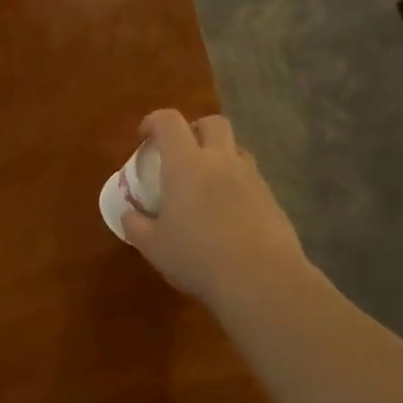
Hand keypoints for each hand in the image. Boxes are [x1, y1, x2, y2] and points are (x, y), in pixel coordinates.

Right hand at [122, 109, 308, 308]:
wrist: (261, 280)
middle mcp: (221, 161)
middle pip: (212, 124)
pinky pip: (250, 179)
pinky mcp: (272, 199)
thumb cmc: (197, 258)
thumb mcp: (153, 247)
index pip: (169, 122)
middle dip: (194, 129)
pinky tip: (226, 212)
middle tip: (180, 152)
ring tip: (204, 183)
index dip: (153, 122)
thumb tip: (130, 215)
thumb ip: (136, 226)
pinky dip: (235, 184)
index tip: (143, 136)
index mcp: (186, 165)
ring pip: (236, 149)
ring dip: (218, 156)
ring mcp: (251, 179)